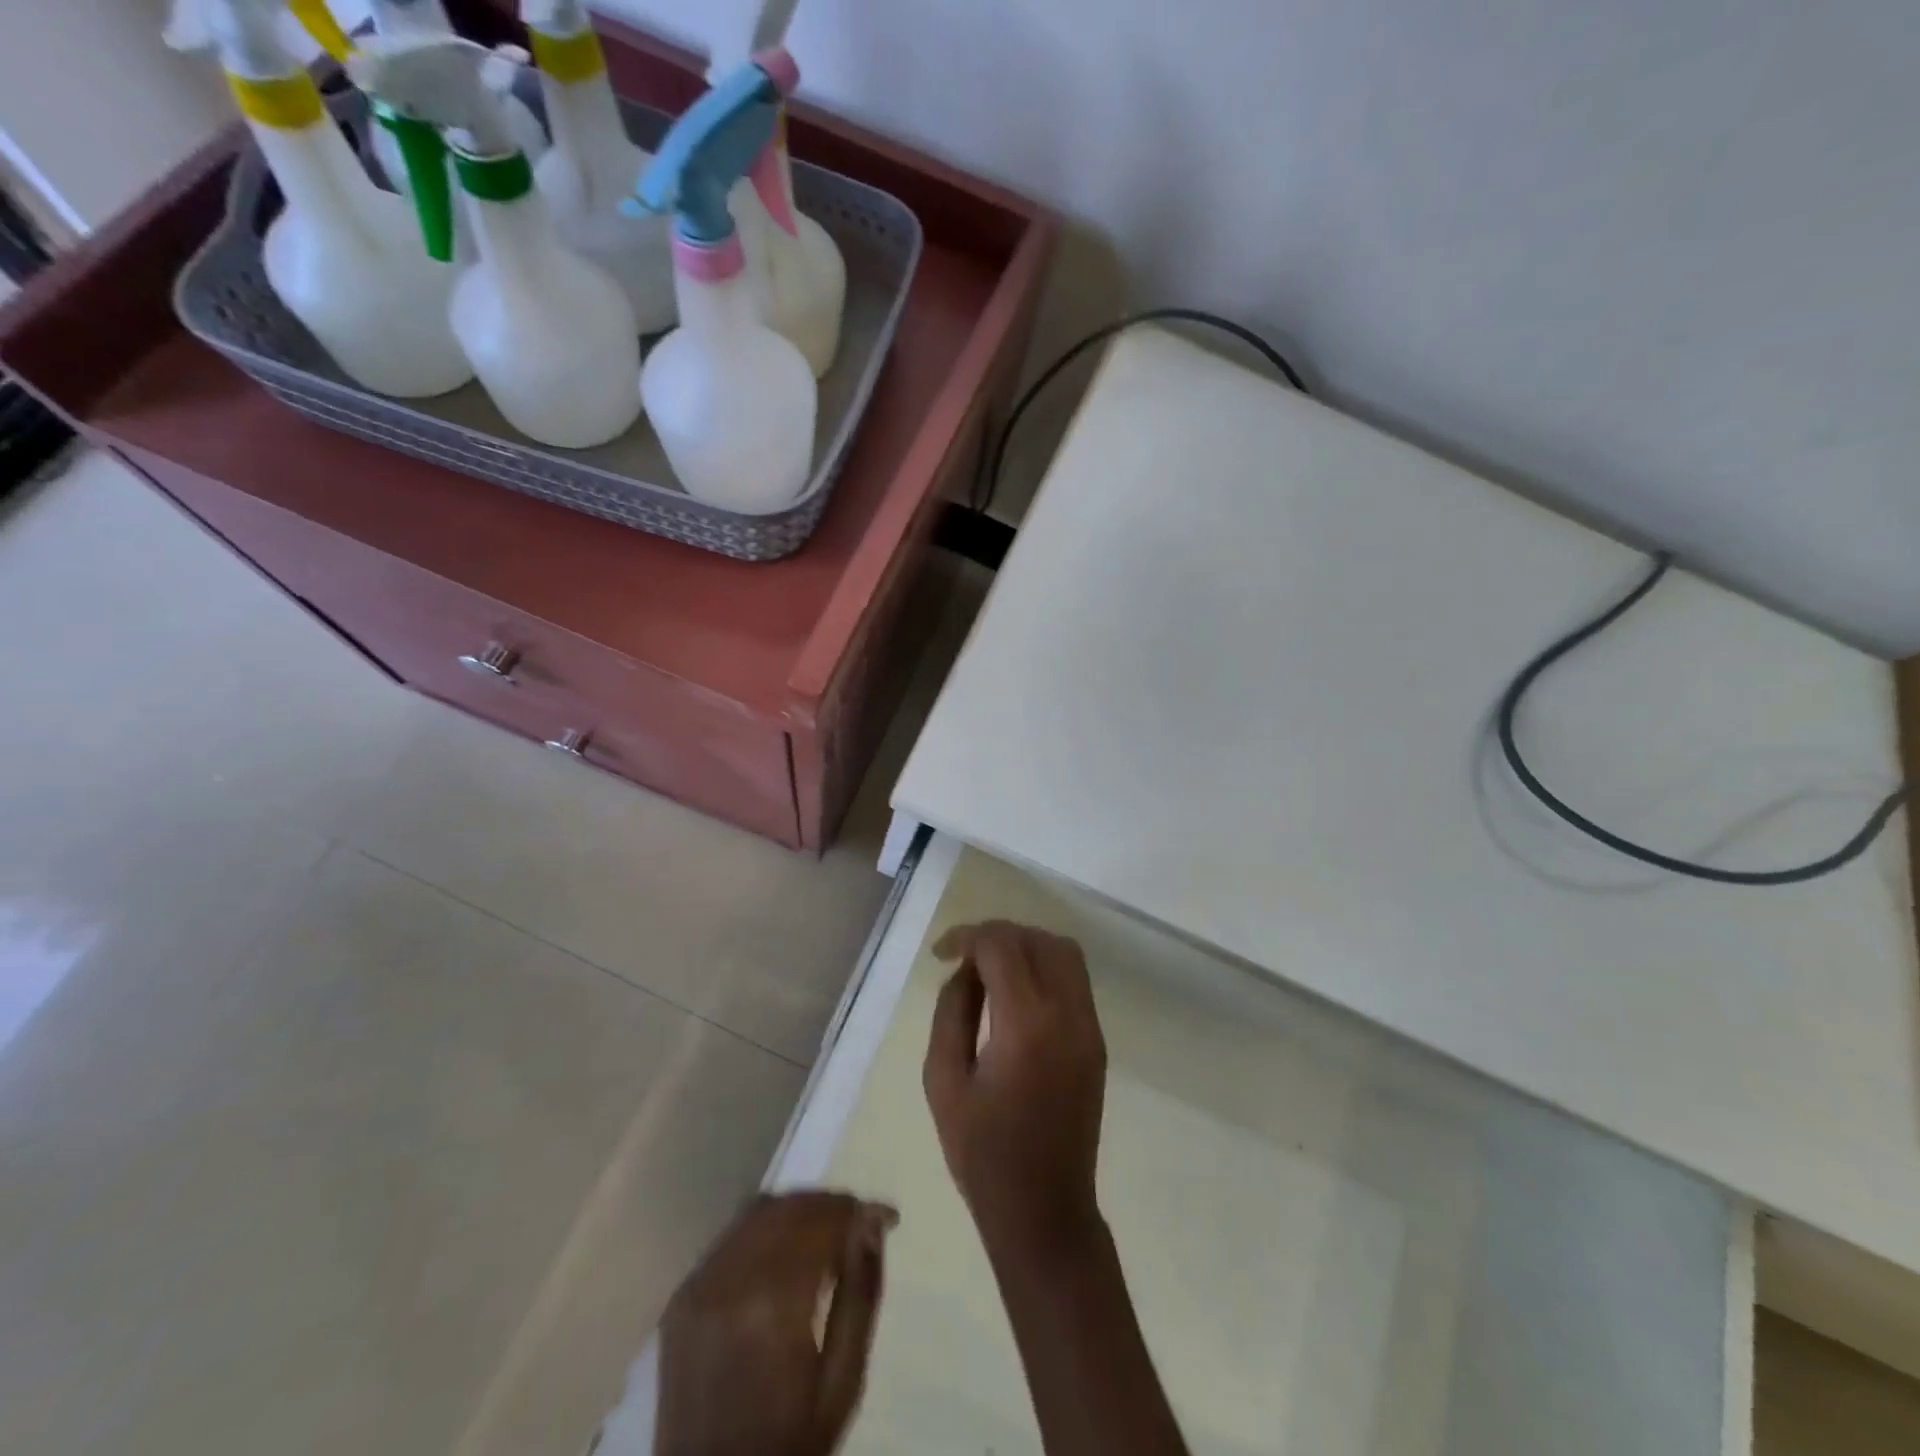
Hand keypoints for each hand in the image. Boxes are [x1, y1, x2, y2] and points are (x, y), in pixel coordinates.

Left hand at [655, 1191, 896, 1455]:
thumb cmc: (790, 1441)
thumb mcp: (843, 1380)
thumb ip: (861, 1293)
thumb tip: (871, 1222)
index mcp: (775, 1305)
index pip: (822, 1221)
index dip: (857, 1210)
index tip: (887, 1217)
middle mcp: (731, 1281)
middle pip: (790, 1207)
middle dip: (830, 1205)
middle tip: (859, 1222)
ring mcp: (699, 1285)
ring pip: (758, 1211)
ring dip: (798, 1210)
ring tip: (825, 1232)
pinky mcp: (681, 1295)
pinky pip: (731, 1236)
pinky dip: (765, 1228)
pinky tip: (784, 1251)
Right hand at [923, 920, 1108, 1263]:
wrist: (1045, 1210)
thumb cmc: (983, 1153)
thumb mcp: (944, 1080)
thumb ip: (952, 1012)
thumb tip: (966, 971)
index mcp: (1025, 1024)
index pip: (1002, 946)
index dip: (968, 936)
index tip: (941, 953)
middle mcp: (1066, 1015)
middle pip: (1038, 939)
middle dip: (998, 936)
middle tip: (965, 957)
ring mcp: (1089, 1027)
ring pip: (1064, 953)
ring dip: (1026, 946)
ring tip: (990, 969)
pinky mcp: (1096, 1041)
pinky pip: (1074, 981)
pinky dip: (1045, 968)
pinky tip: (1016, 994)